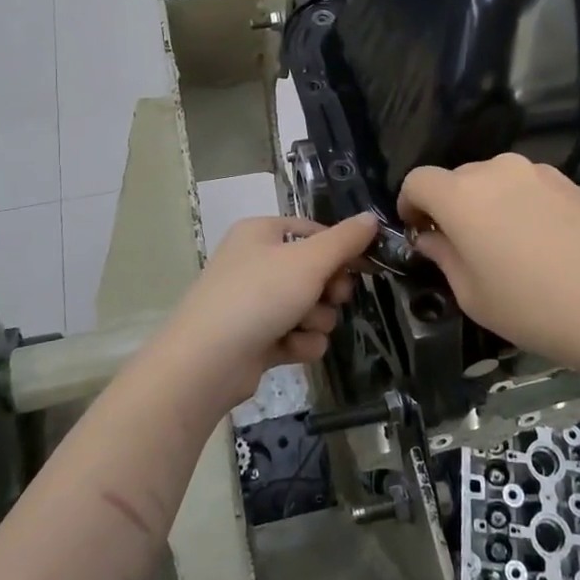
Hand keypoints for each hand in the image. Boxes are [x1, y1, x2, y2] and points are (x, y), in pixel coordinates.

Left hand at [153, 213, 377, 407]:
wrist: (207, 361)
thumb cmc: (259, 296)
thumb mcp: (309, 260)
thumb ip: (345, 240)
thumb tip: (372, 218)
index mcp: (261, 233)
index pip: (314, 232)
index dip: (341, 249)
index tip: (365, 266)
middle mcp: (256, 263)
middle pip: (315, 272)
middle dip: (328, 290)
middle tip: (331, 297)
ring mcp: (255, 303)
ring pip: (310, 307)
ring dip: (315, 320)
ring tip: (300, 327)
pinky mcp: (257, 339)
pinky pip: (297, 335)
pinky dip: (300, 343)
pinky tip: (290, 348)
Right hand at [398, 154, 579, 377]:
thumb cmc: (534, 307)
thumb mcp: (472, 294)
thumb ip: (443, 256)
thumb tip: (430, 237)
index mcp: (461, 196)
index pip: (418, 181)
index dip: (410, 205)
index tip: (419, 233)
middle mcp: (495, 171)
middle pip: (456, 179)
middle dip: (450, 207)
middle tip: (463, 248)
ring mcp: (537, 172)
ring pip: (494, 181)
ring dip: (487, 204)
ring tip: (507, 248)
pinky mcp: (570, 182)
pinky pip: (528, 187)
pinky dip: (520, 206)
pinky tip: (543, 245)